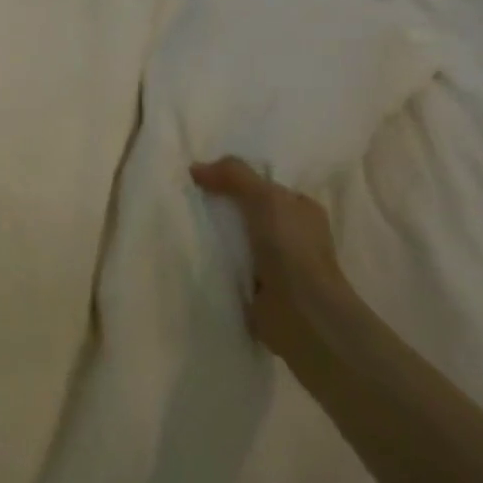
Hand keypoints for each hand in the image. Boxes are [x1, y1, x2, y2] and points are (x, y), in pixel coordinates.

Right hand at [191, 156, 351, 356]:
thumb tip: (196, 168)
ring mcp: (276, 264)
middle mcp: (292, 235)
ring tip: (180, 225)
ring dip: (213, 237)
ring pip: (235, 240)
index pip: (264, 186)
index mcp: (301, 210)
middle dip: (219, 208)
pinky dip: (212, 262)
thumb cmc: (291, 249)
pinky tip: (190, 254)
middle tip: (184, 199)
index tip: (201, 178)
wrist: (302, 314)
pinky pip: (228, 266)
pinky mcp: (258, 289)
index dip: (235, 180)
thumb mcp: (265, 197)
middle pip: (246, 212)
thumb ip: (233, 175)